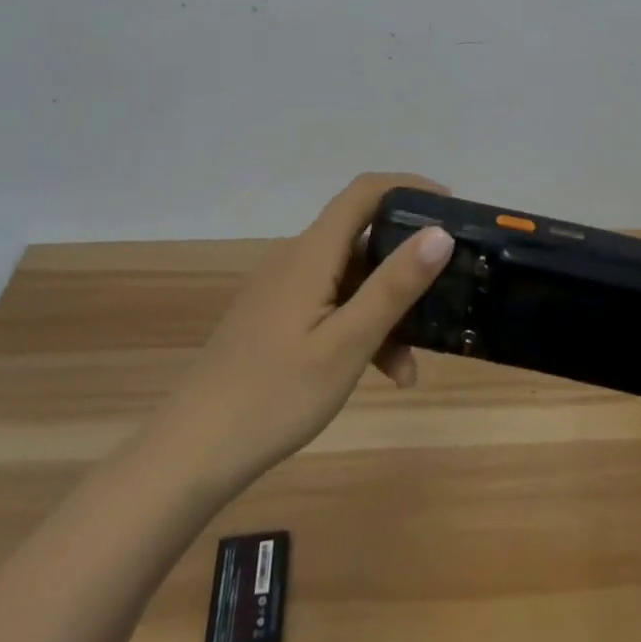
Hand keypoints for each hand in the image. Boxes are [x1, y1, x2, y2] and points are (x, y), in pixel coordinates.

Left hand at [160, 173, 454, 496]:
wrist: (189, 454)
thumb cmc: (274, 395)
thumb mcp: (347, 344)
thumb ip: (394, 286)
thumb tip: (440, 233)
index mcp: (312, 252)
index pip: (365, 192)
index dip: (409, 187)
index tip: (452, 207)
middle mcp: (296, 259)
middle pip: (361, 238)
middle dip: (405, 264)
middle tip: (444, 290)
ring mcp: (282, 290)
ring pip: (348, 280)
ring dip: (383, 311)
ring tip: (410, 368)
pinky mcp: (274, 319)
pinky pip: (329, 305)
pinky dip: (357, 328)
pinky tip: (376, 374)